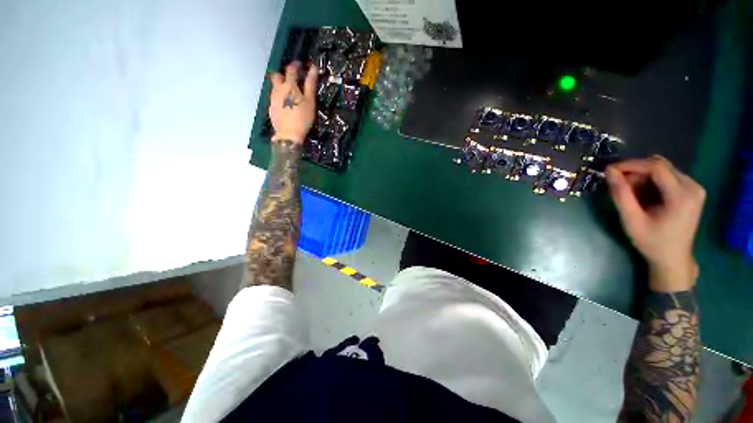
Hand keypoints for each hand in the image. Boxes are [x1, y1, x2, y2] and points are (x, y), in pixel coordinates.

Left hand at [268, 62, 317, 143]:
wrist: (289, 134)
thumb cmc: (302, 117)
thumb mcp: (310, 101)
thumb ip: (310, 84)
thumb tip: (313, 68)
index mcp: (289, 85)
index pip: (291, 69)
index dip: (295, 65)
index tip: (299, 65)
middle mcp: (278, 89)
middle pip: (276, 76)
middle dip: (283, 75)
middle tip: (291, 80)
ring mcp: (273, 99)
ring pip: (274, 87)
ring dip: (281, 87)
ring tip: (290, 94)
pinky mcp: (271, 109)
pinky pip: (274, 99)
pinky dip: (279, 98)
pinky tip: (286, 106)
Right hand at [606, 156, 705, 291]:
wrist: (673, 259)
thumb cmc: (651, 242)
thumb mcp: (632, 220)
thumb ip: (621, 195)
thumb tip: (609, 171)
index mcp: (682, 196)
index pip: (656, 167)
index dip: (631, 165)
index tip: (609, 170)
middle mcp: (693, 186)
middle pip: (660, 166)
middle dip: (636, 171)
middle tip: (618, 184)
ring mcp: (694, 187)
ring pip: (663, 169)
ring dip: (642, 177)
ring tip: (630, 192)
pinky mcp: (691, 190)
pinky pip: (667, 176)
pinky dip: (650, 181)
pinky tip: (643, 195)